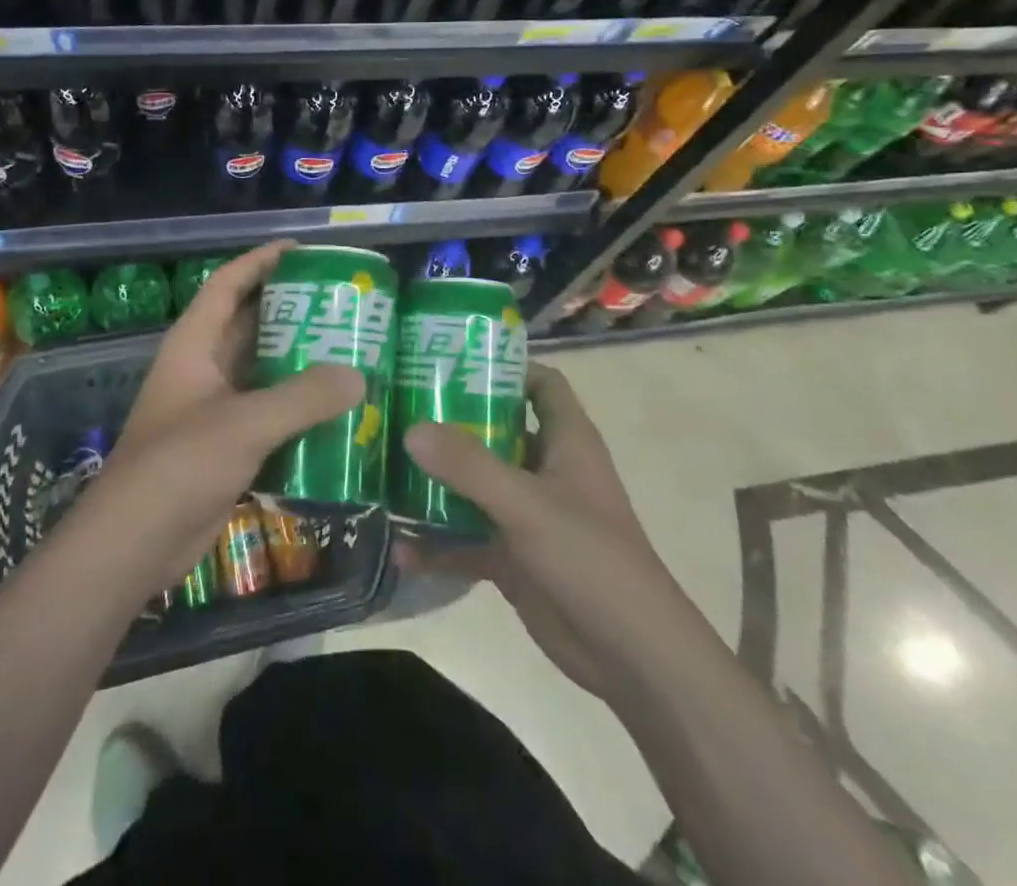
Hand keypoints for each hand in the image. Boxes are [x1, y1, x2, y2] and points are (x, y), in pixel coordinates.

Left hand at [88, 241, 363, 587]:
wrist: (135, 544)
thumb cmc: (179, 465)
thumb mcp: (244, 423)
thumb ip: (302, 397)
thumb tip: (359, 376)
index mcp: (194, 344)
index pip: (228, 284)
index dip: (260, 261)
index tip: (303, 250)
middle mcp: (203, 368)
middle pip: (250, 324)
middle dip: (291, 311)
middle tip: (342, 304)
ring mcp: (213, 408)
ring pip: (262, 370)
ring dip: (299, 361)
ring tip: (350, 350)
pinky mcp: (226, 445)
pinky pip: (268, 412)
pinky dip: (298, 407)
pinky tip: (336, 409)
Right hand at [396, 362, 660, 697]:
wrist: (632, 657)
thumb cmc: (590, 558)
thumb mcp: (527, 504)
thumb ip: (469, 465)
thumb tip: (411, 428)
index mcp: (565, 440)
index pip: (540, 383)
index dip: (504, 366)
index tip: (449, 359)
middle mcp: (545, 468)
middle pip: (495, 429)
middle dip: (450, 421)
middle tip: (397, 407)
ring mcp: (527, 513)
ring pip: (475, 484)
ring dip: (436, 481)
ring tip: (384, 467)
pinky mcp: (513, 555)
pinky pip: (467, 538)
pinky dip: (438, 543)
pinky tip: (400, 548)